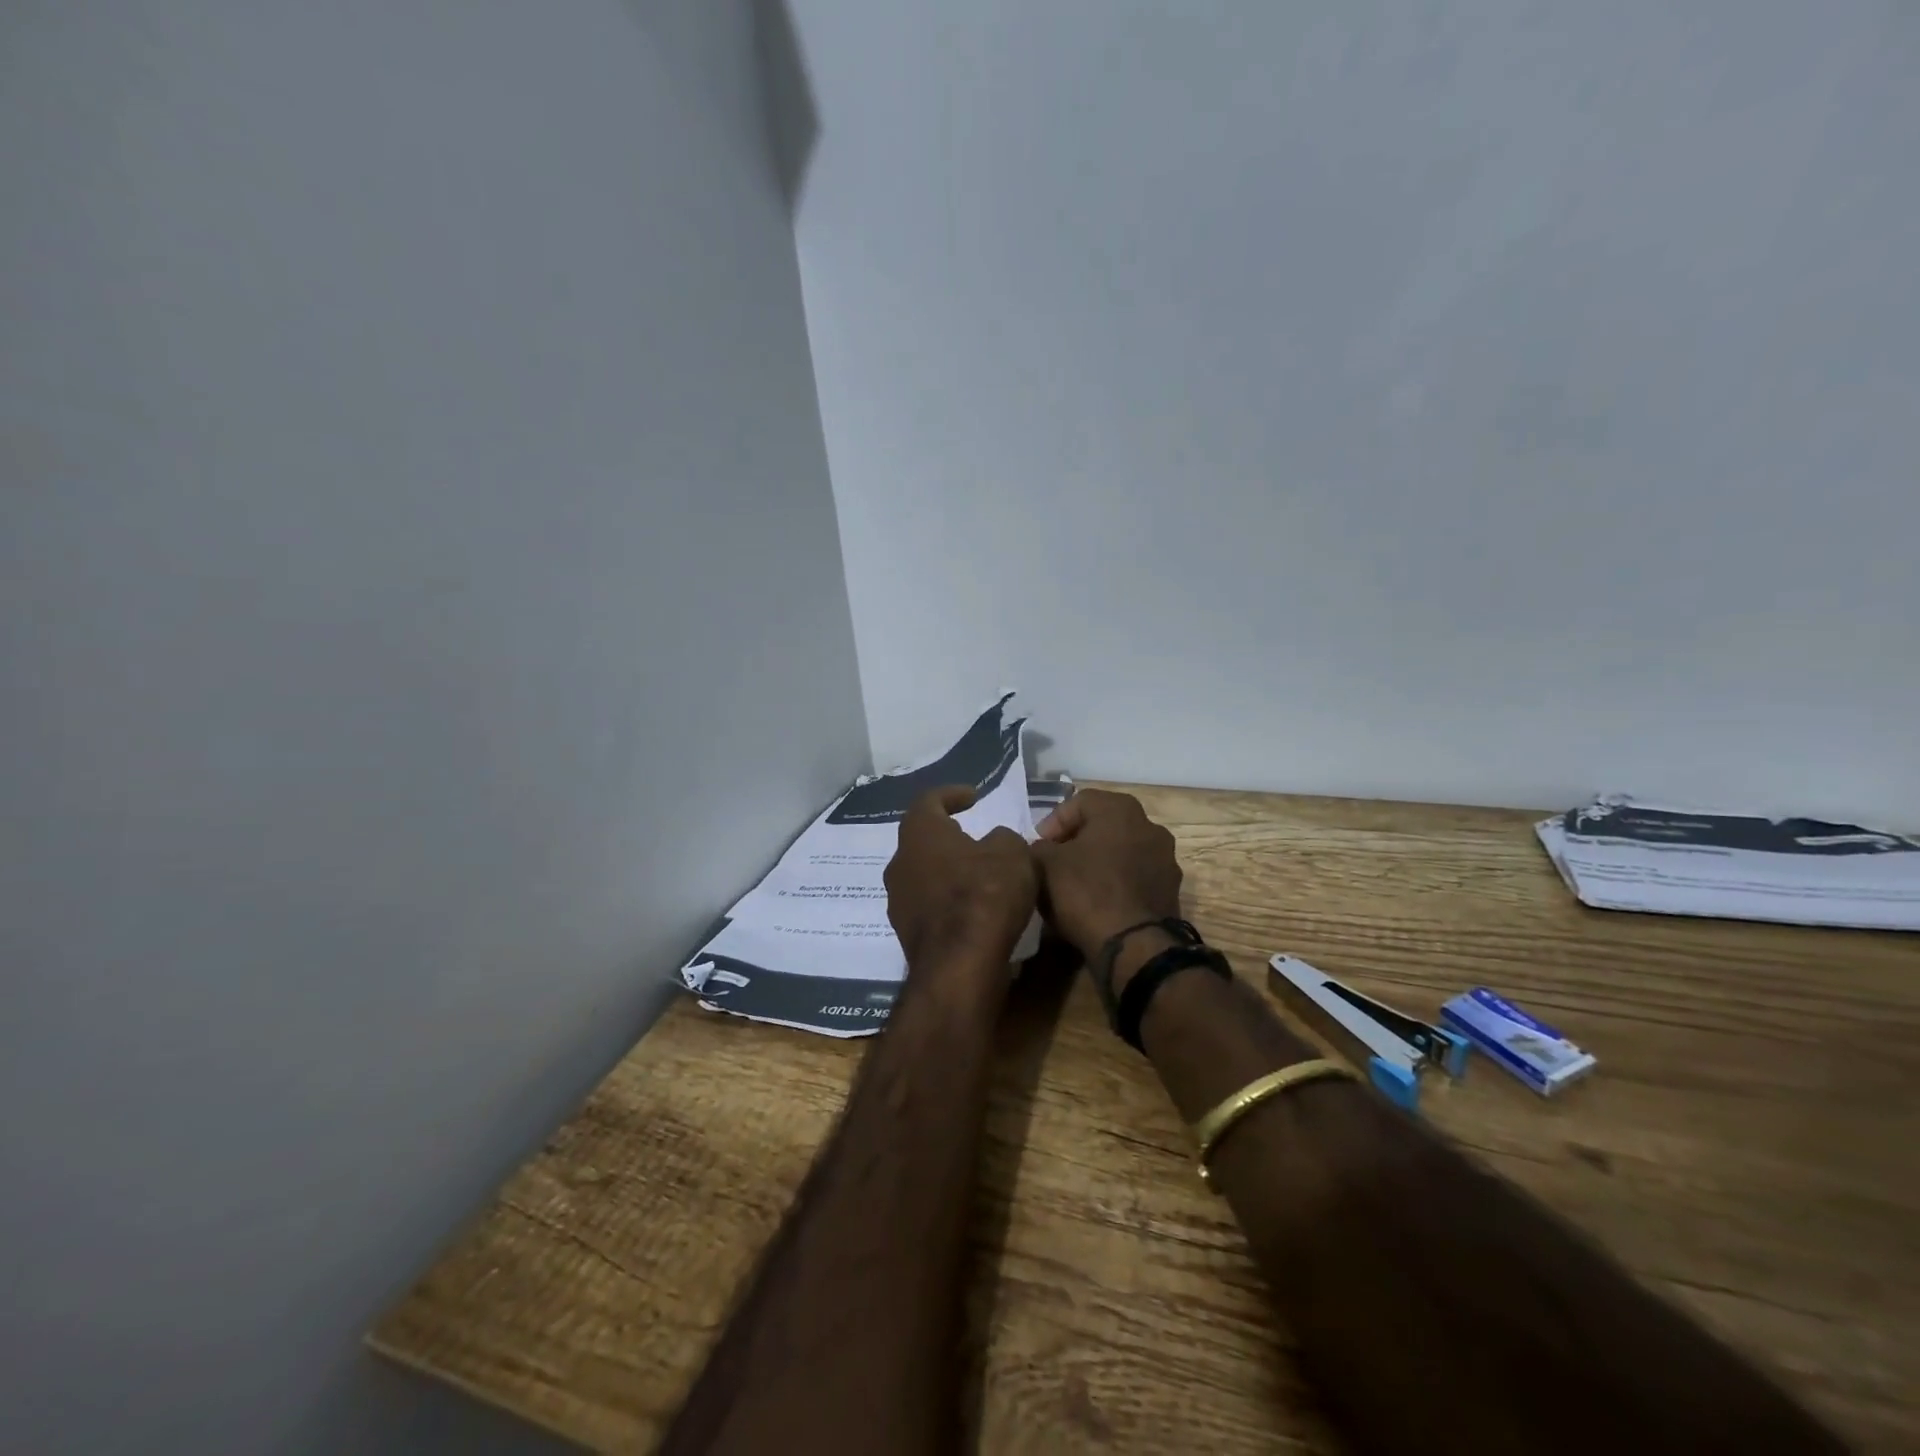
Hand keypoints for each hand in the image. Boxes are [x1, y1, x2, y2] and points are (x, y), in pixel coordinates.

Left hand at [884, 786, 1037, 969]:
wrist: (960, 966)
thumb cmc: (985, 895)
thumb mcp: (1012, 853)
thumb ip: (1003, 838)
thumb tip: (994, 842)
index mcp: (920, 834)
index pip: (929, 801)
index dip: (952, 794)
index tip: (973, 796)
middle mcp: (899, 863)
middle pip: (921, 841)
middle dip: (947, 837)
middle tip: (973, 837)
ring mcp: (898, 901)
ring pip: (923, 875)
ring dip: (947, 871)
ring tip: (977, 875)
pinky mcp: (907, 934)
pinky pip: (929, 906)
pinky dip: (948, 901)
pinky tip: (973, 909)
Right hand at [1031, 790, 1183, 962]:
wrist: (1133, 946)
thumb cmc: (1086, 892)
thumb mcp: (1044, 864)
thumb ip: (1038, 848)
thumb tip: (1042, 850)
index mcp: (1121, 809)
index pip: (1079, 802)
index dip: (1053, 823)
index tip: (1038, 847)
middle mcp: (1150, 826)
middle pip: (1103, 826)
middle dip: (1076, 842)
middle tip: (1054, 862)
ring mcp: (1165, 860)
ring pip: (1121, 852)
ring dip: (1098, 863)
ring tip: (1074, 886)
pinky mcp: (1170, 891)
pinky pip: (1134, 878)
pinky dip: (1115, 884)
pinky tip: (1097, 903)